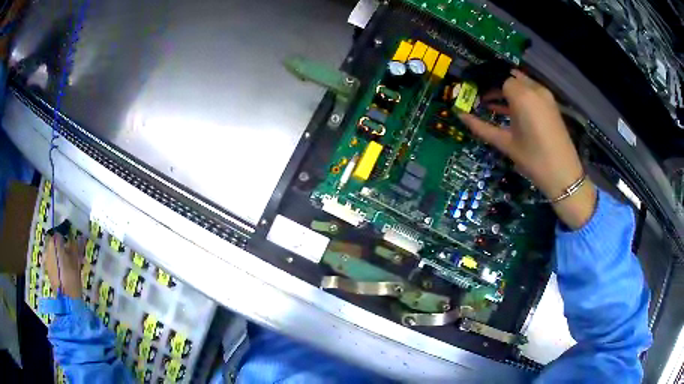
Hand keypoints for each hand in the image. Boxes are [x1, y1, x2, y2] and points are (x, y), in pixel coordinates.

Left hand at [44, 233, 82, 297]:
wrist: (67, 298)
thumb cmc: (72, 277)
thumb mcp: (76, 260)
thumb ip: (75, 246)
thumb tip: (77, 237)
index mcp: (54, 242)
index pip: (59, 232)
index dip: (65, 234)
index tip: (71, 237)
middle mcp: (47, 247)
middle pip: (53, 241)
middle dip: (59, 243)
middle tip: (68, 249)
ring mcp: (46, 259)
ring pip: (51, 251)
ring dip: (57, 252)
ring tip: (65, 260)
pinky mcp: (47, 269)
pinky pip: (51, 260)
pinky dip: (55, 261)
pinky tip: (62, 268)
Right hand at [459, 70, 595, 228]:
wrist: (564, 175)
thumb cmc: (533, 159)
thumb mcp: (505, 143)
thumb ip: (481, 127)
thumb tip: (459, 115)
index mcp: (521, 96)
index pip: (499, 80)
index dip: (487, 87)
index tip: (476, 96)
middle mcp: (534, 89)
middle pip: (511, 78)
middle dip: (497, 86)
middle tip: (485, 100)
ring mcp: (546, 96)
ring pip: (523, 83)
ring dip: (510, 90)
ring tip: (496, 106)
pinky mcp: (552, 104)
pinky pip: (533, 91)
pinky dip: (522, 95)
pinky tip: (513, 111)